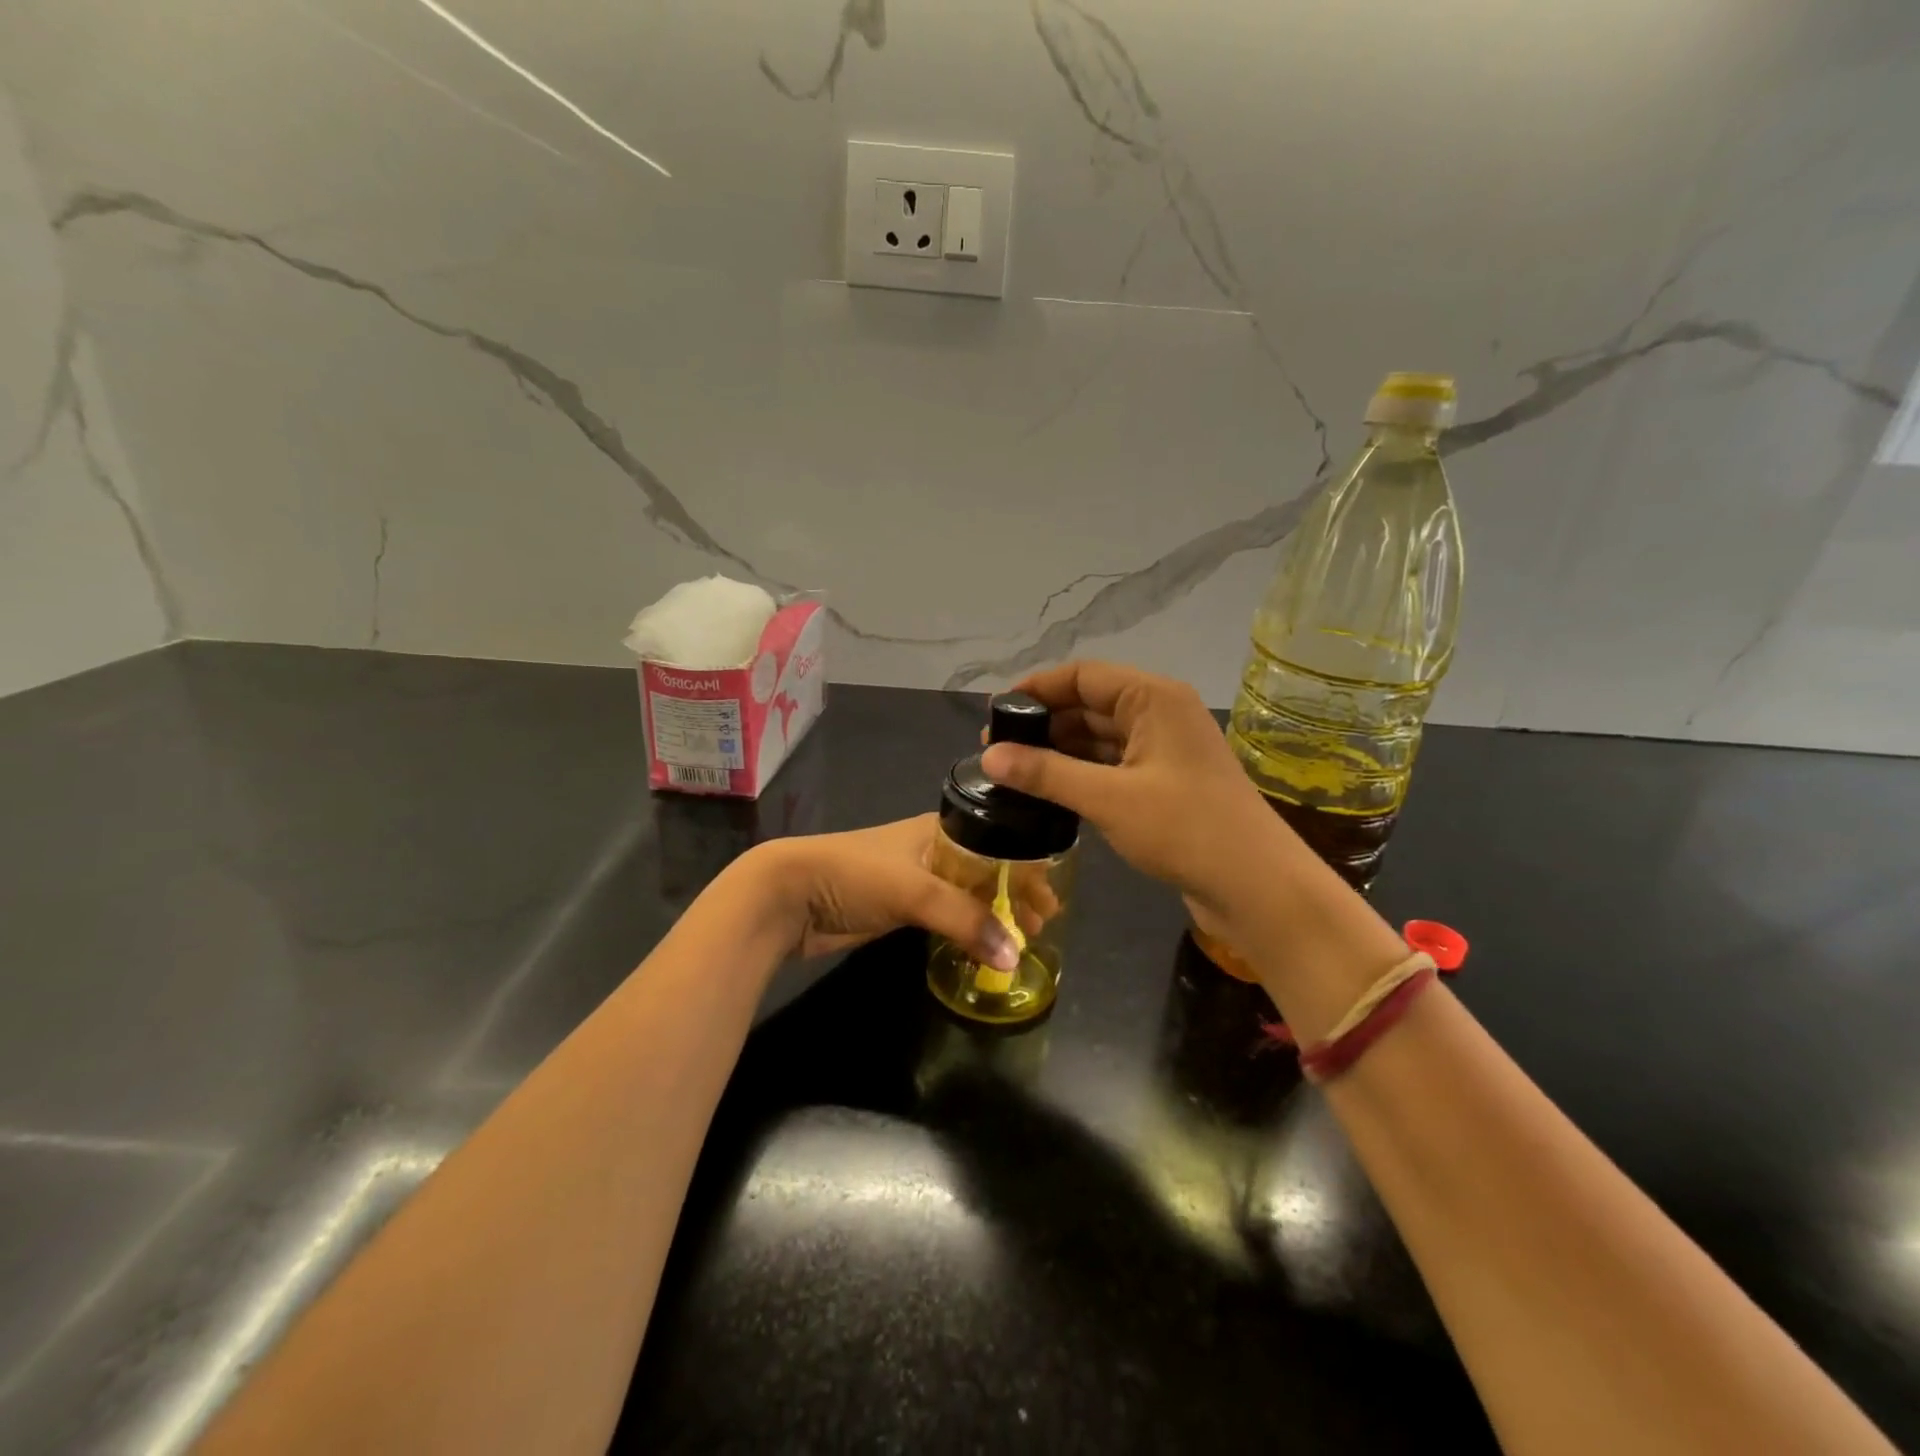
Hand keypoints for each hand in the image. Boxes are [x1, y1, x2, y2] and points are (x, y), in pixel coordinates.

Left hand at [751, 815, 1022, 967]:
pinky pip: (946, 917)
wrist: (789, 895)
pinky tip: (984, 945)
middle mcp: (933, 850)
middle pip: (986, 870)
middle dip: (1014, 894)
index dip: (1026, 868)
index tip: (1051, 899)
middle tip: (1041, 924)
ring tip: (1021, 939)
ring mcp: (916, 880)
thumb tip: (1014, 957)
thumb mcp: (915, 889)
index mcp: (940, 829)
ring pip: (967, 896)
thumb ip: (966, 920)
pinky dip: (968, 929)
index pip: (998, 844)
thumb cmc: (855, 874)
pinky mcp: (900, 909)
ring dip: (994, 914)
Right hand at [979, 662, 1297, 932]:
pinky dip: (1082, 774)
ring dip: (1060, 751)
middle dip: (1044, 724)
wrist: (1257, 887)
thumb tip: (987, 757)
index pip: (1082, 675)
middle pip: (1090, 704)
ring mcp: (1165, 749)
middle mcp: (1160, 713)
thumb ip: (1046, 773)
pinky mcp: (1166, 782)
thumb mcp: (1108, 798)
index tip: (994, 713)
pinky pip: (1113, 765)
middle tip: (996, 751)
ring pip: (1100, 738)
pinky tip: (1050, 791)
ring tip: (1013, 772)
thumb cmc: (1185, 829)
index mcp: (1153, 698)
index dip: (1036, 690)